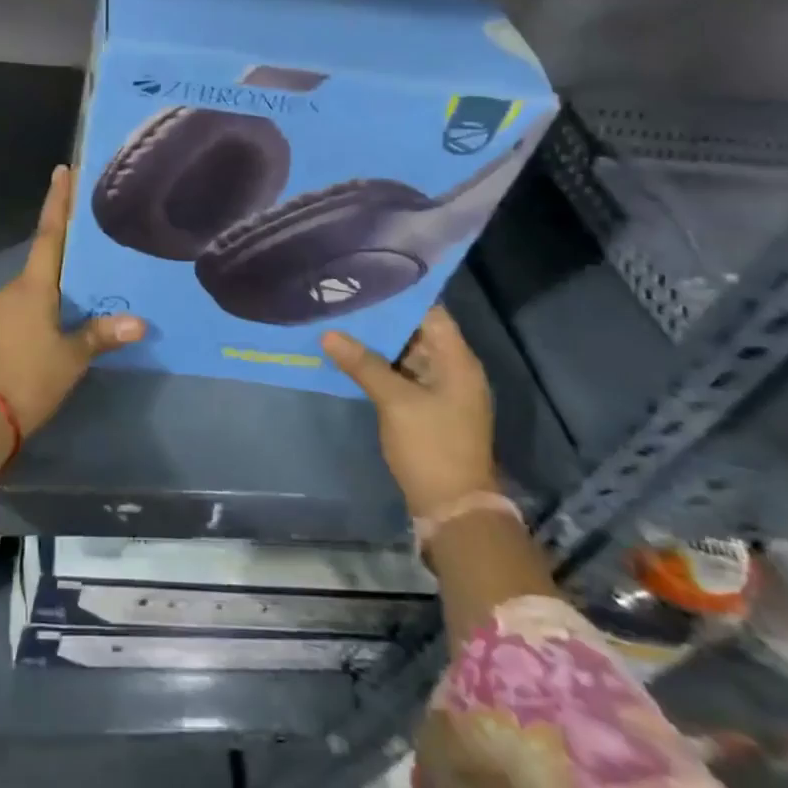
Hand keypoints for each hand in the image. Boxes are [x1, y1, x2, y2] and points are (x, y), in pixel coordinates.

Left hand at [0, 165, 143, 434]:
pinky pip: (25, 308)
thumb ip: (101, 336)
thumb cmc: (27, 379)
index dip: (58, 202)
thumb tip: (139, 323)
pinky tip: (64, 320)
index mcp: (32, 287)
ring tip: (90, 286)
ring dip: (58, 284)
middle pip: (44, 261)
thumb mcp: (70, 358)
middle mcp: (12, 290)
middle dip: (68, 249)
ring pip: (35, 288)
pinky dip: (45, 306)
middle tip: (97, 240)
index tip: (62, 170)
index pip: (49, 234)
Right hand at [322, 306, 497, 518]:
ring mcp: (441, 391)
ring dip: (378, 342)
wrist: (453, 508)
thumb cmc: (431, 446)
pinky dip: (380, 365)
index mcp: (458, 362)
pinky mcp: (428, 409)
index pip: (431, 313)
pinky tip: (350, 356)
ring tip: (341, 321)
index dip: (401, 296)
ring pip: (407, 355)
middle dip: (383, 318)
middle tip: (344, 299)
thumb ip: (363, 364)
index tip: (366, 280)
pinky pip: (403, 376)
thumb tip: (328, 333)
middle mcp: (454, 370)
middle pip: (417, 332)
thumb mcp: (395, 401)